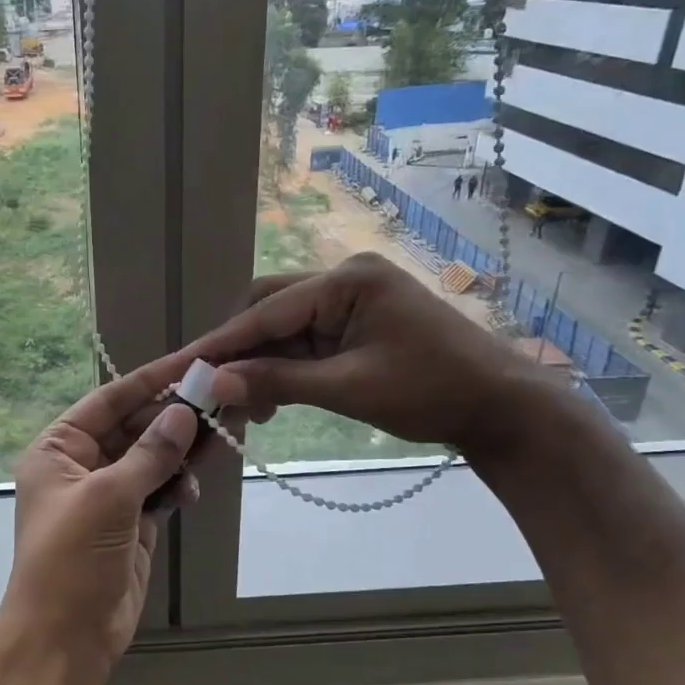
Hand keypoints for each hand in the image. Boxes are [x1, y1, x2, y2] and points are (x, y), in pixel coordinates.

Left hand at [0, 354, 204, 666]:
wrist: (65, 637)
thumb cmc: (71, 557)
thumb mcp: (108, 498)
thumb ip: (149, 454)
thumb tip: (183, 412)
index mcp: (58, 449)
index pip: (109, 401)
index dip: (150, 381)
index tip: (191, 361)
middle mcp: (81, 465)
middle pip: (134, 427)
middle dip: (174, 416)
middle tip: (222, 397)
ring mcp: (108, 495)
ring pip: (152, 458)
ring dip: (183, 449)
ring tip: (222, 434)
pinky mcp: (131, 523)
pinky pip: (160, 490)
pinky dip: (178, 484)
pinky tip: (194, 486)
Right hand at [185, 252, 561, 455]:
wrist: (501, 406)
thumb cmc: (431, 392)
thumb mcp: (349, 388)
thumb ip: (279, 380)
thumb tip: (215, 383)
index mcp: (347, 280)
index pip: (268, 310)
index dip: (223, 342)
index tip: (184, 367)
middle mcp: (344, 278)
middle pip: (269, 307)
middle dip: (240, 348)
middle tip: (211, 388)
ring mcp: (352, 298)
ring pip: (284, 325)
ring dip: (261, 362)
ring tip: (241, 405)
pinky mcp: (357, 320)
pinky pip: (306, 338)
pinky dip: (285, 366)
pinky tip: (270, 397)